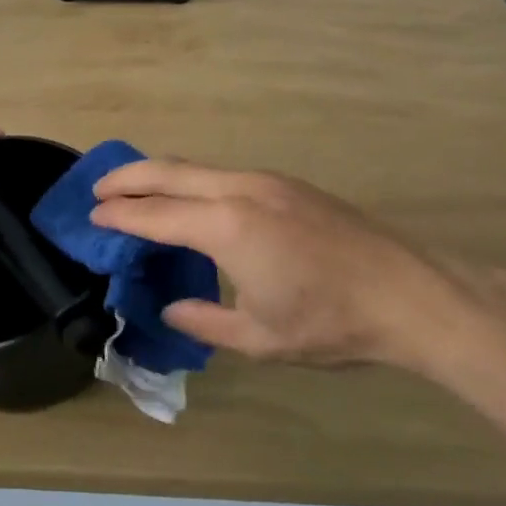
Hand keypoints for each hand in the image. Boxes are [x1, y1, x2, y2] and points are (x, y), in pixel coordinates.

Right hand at [89, 159, 472, 369]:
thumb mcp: (260, 337)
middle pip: (169, 171)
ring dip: (161, 176)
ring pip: (198, 167)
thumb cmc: (331, 322)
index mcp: (226, 226)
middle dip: (128, 178)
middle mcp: (240, 190)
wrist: (412, 294)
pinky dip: (192, 181)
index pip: (155, 214)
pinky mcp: (288, 185)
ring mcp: (268, 181)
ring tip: (137, 192)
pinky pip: (223, 174)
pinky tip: (192, 202)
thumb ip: (205, 321)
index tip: (92, 217)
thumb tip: (172, 308)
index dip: (119, 216)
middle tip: (98, 189)